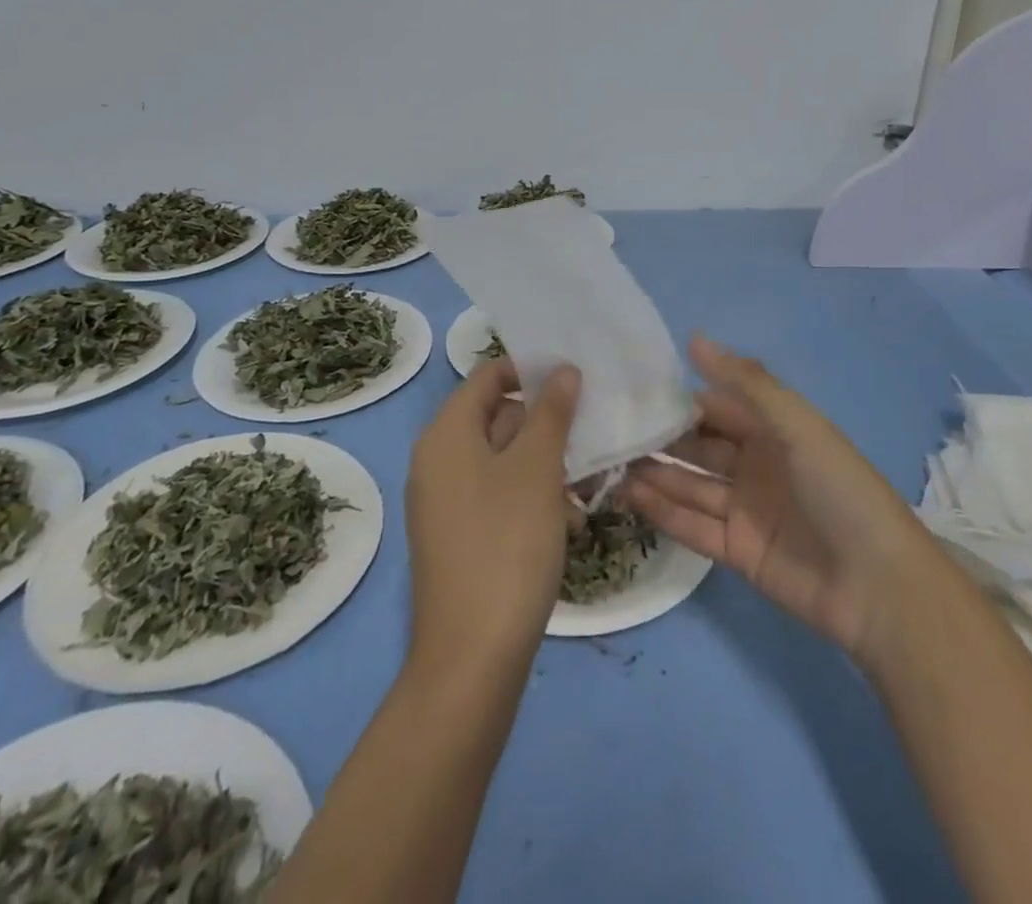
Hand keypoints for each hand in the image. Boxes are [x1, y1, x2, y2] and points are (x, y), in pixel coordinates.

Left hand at [405, 357, 579, 670]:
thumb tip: (563, 370)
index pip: (488, 376)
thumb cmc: (506, 545)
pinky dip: (533, 497)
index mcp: (446, 435)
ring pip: (505, 460)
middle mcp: (438, 461)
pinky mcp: (460, 536)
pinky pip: (499, 495)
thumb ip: (552, 413)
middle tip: (593, 435)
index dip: (531, 370)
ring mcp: (447, 501)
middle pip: (498, 417)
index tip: (577, 379)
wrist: (472, 659)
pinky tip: (568, 521)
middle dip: (547, 424)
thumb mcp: (537, 469)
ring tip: (587, 487)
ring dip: (547, 465)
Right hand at [623, 336, 929, 668]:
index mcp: (773, 429)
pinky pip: (692, 526)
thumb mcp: (796, 424)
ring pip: (689, 485)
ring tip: (606, 462)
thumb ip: (744, 382)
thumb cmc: (839, 488)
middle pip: (698, 446)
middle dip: (659, 438)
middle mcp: (756, 464)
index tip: (631, 389)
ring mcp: (745, 508)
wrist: (877, 586)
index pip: (715, 406)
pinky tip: (628, 496)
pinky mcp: (737, 550)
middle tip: (607, 429)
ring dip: (653, 474)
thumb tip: (693, 338)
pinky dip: (663, 512)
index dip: (678, 399)